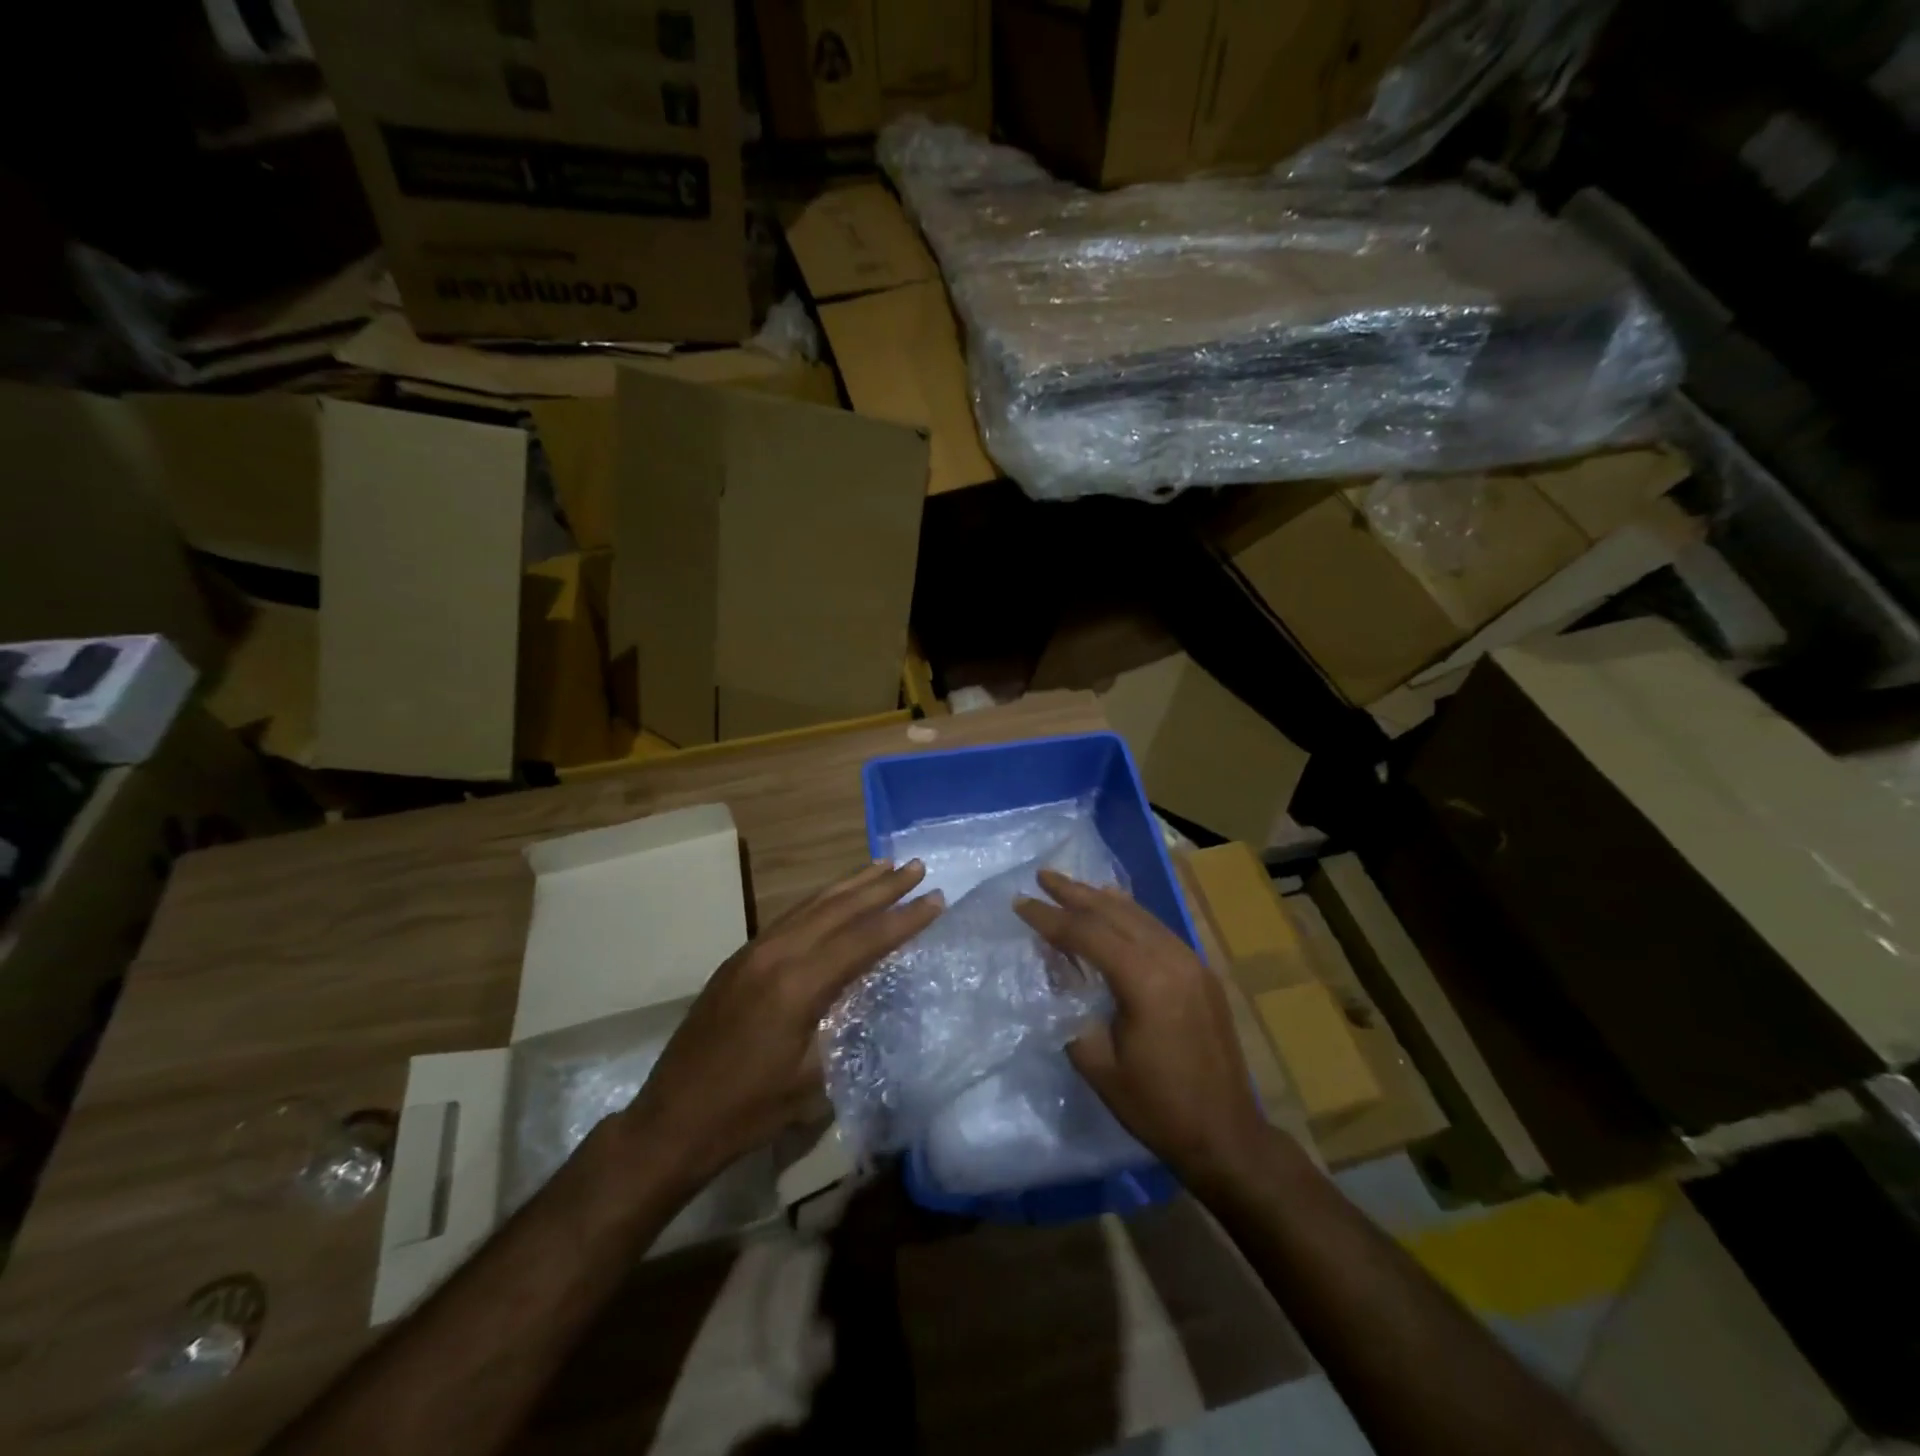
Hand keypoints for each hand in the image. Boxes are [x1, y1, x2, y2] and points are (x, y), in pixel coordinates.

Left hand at [620, 860, 942, 1188]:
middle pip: (838, 909)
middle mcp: (775, 954)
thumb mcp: (813, 1081)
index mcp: (797, 985)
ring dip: (851, 885)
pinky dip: (822, 901)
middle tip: (916, 866)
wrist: (671, 1121)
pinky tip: (836, 899)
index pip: (863, 940)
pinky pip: (791, 917)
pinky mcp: (739, 959)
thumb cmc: (748, 1112)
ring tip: (883, 865)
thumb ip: (847, 1028)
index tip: (937, 898)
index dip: (904, 919)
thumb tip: (873, 995)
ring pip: (812, 905)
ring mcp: (753, 952)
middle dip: (881, 887)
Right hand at [1015, 869, 1272, 1186]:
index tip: (1020, 903)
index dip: (1050, 918)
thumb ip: (1069, 1006)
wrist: (1226, 1135)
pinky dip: (1129, 914)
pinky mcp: (1201, 972)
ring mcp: (1192, 962)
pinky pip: (1158, 929)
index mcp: (1145, 981)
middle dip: (1074, 893)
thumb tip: (1054, 966)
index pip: (1087, 934)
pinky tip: (1114, 908)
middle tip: (1042, 875)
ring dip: (1101, 899)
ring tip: (1070, 886)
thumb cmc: (1155, 1106)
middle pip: (1115, 912)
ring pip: (1139, 915)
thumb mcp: (1096, 1062)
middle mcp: (1172, 959)